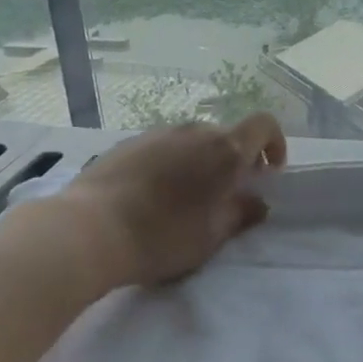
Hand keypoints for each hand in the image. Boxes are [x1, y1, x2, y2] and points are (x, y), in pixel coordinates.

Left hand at [62, 113, 287, 289]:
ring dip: (200, 162)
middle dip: (234, 160)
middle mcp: (194, 131)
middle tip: (226, 195)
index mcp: (224, 150)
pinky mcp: (128, 142)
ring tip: (185, 198)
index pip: (263, 125)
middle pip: (226, 136)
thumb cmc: (161, 236)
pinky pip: (163, 147)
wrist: (88, 229)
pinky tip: (152, 195)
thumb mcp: (210, 236)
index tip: (268, 172)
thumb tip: (257, 202)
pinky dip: (170, 163)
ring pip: (192, 141)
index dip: (274, 143)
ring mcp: (158, 133)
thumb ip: (240, 214)